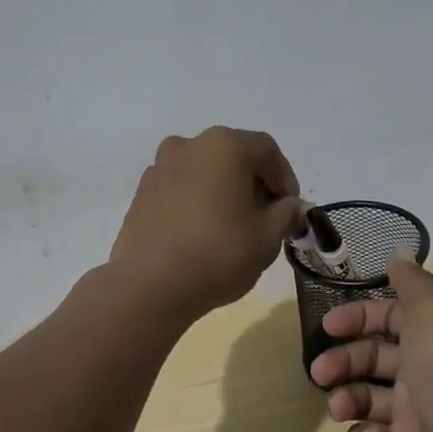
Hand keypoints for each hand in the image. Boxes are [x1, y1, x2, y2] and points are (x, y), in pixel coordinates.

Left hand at [108, 127, 305, 322]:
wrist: (149, 286)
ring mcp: (160, 167)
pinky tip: (202, 234)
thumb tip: (290, 206)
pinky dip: (197, 201)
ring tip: (233, 228)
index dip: (285, 178)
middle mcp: (189, 145)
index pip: (266, 149)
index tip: (291, 209)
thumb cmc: (218, 254)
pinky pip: (181, 188)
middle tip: (266, 219)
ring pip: (205, 171)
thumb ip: (286, 214)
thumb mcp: (267, 237)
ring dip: (224, 191)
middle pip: (233, 156)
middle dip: (255, 184)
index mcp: (223, 146)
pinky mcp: (142, 192)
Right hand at [310, 253, 432, 431]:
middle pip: (373, 358)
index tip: (328, 325)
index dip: (359, 317)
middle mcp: (427, 373)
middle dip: (343, 361)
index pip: (391, 318)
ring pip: (367, 398)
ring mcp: (417, 415)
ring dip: (347, 399)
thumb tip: (400, 252)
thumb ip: (413, 284)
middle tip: (320, 372)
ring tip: (341, 408)